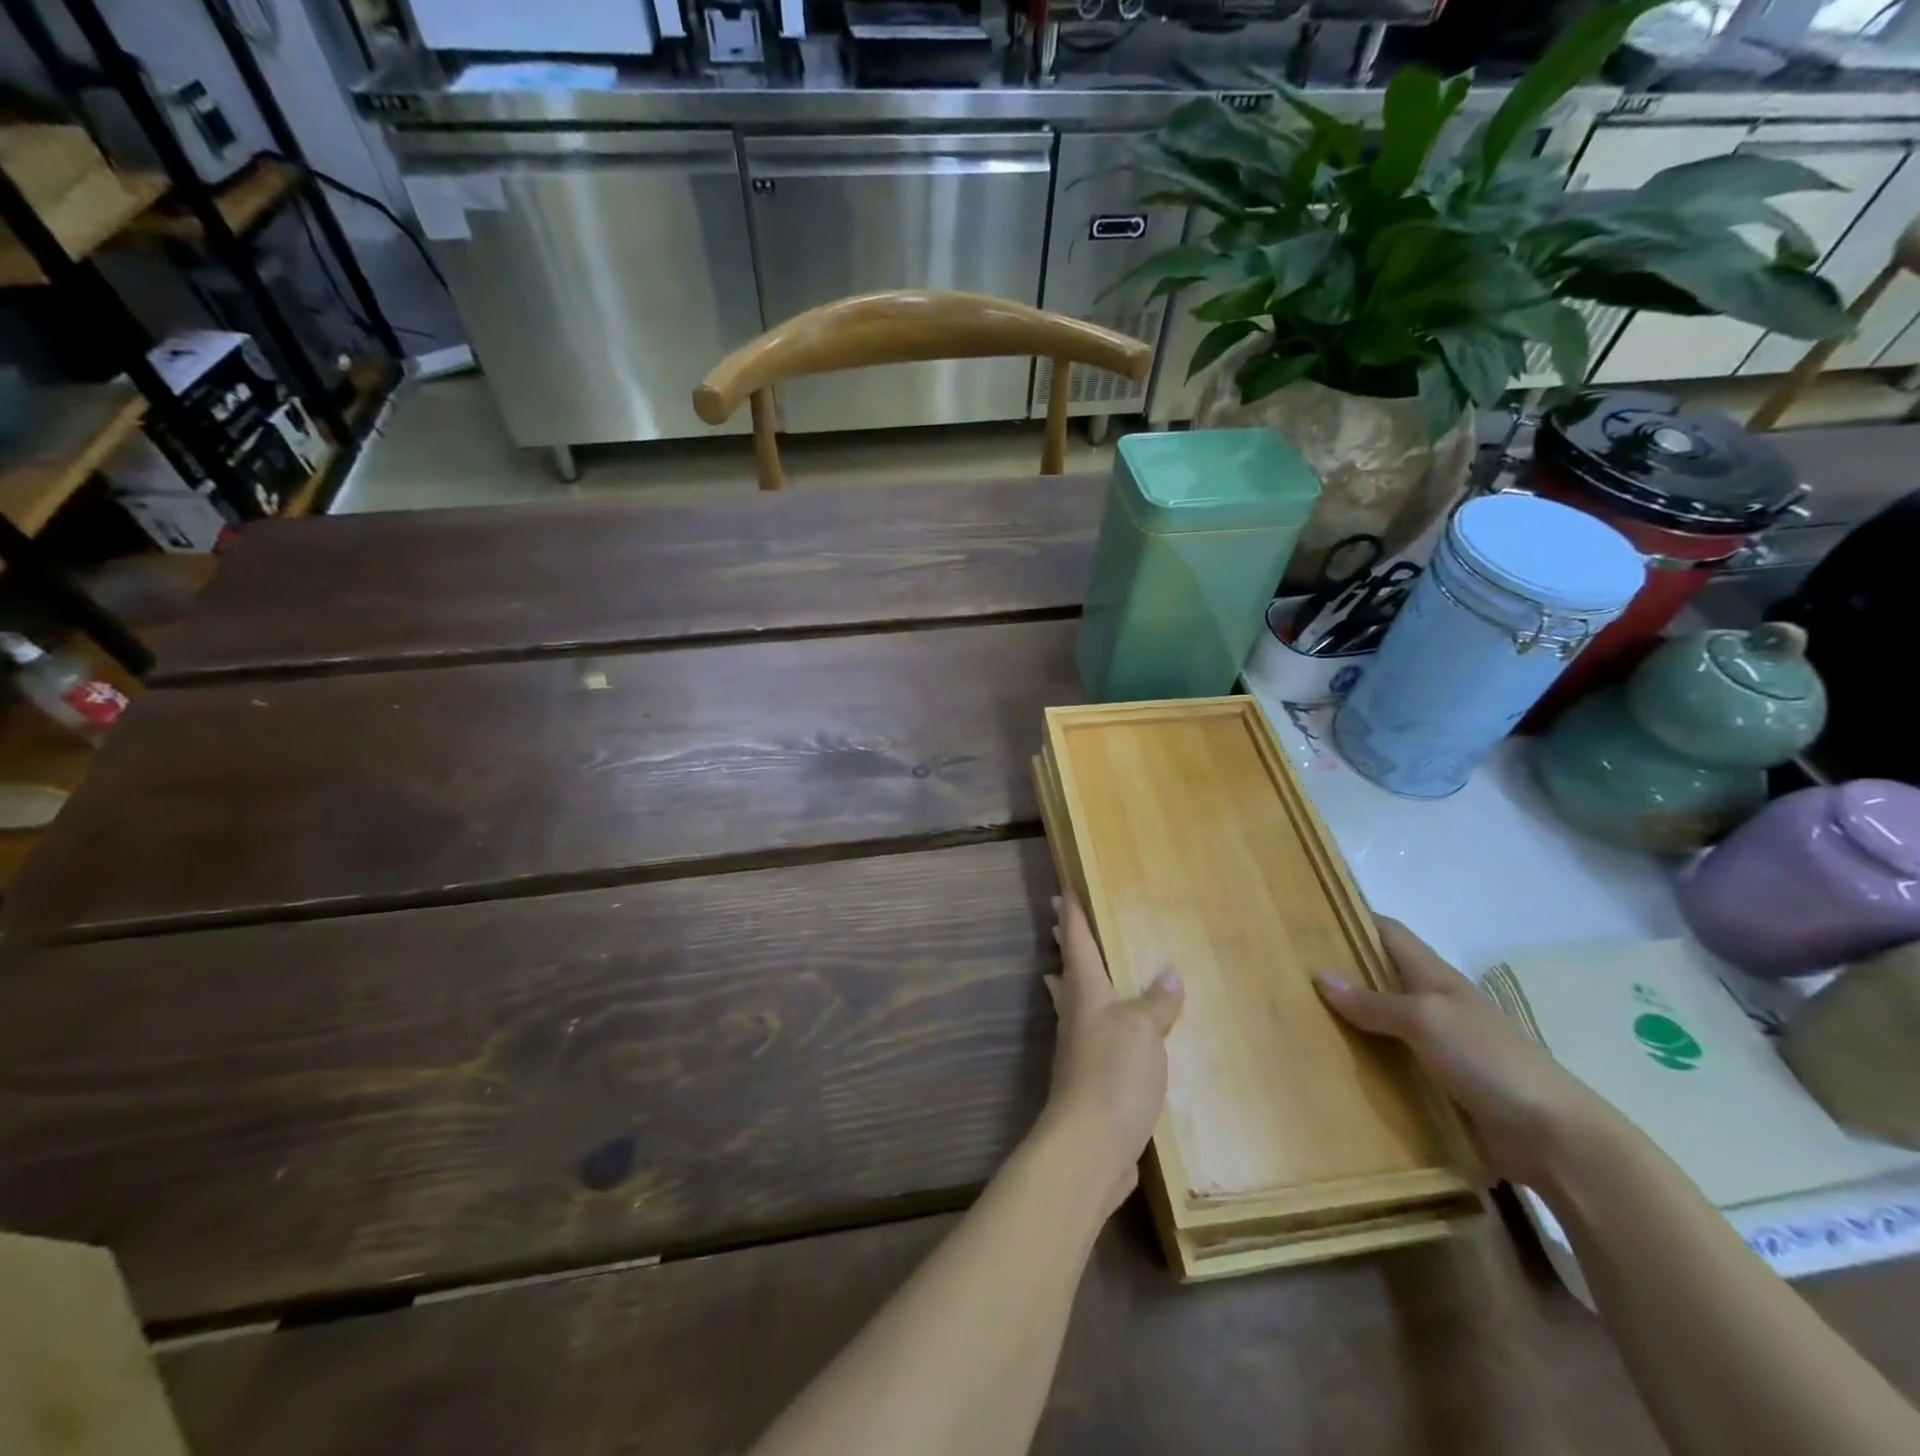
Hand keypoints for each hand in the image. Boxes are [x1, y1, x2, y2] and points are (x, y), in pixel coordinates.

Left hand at [1041, 894, 1183, 1212]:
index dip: (1072, 916)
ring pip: (1072, 1002)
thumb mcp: (1144, 1030)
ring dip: (1068, 980)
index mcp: (1086, 993)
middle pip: (1067, 970)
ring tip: (1064, 967)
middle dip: (1065, 943)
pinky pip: (1088, 1036)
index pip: (1077, 943)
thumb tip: (1168, 974)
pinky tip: (1106, 1032)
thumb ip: (1156, 1002)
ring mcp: (1078, 1049)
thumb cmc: (1114, 1074)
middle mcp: (1076, 1015)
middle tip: (1057, 918)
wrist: (1090, 1144)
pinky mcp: (1088, 1080)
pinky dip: (1092, 1020)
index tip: (1062, 891)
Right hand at [1315, 917, 1613, 1189]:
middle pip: (1379, 977)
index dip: (1353, 920)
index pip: (1389, 933)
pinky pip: (1390, 1066)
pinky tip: (1330, 1068)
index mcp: (1435, 978)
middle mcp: (1433, 1005)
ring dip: (1347, 1022)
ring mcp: (1437, 1048)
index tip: (1309, 916)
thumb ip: (1373, 1002)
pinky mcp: (1438, 1087)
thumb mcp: (1426, 1020)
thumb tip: (1319, 976)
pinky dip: (1363, 1063)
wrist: (1553, 1138)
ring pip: (1381, 1023)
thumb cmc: (1489, 1060)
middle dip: (1339, 972)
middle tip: (1287, 972)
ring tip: (1296, 1019)